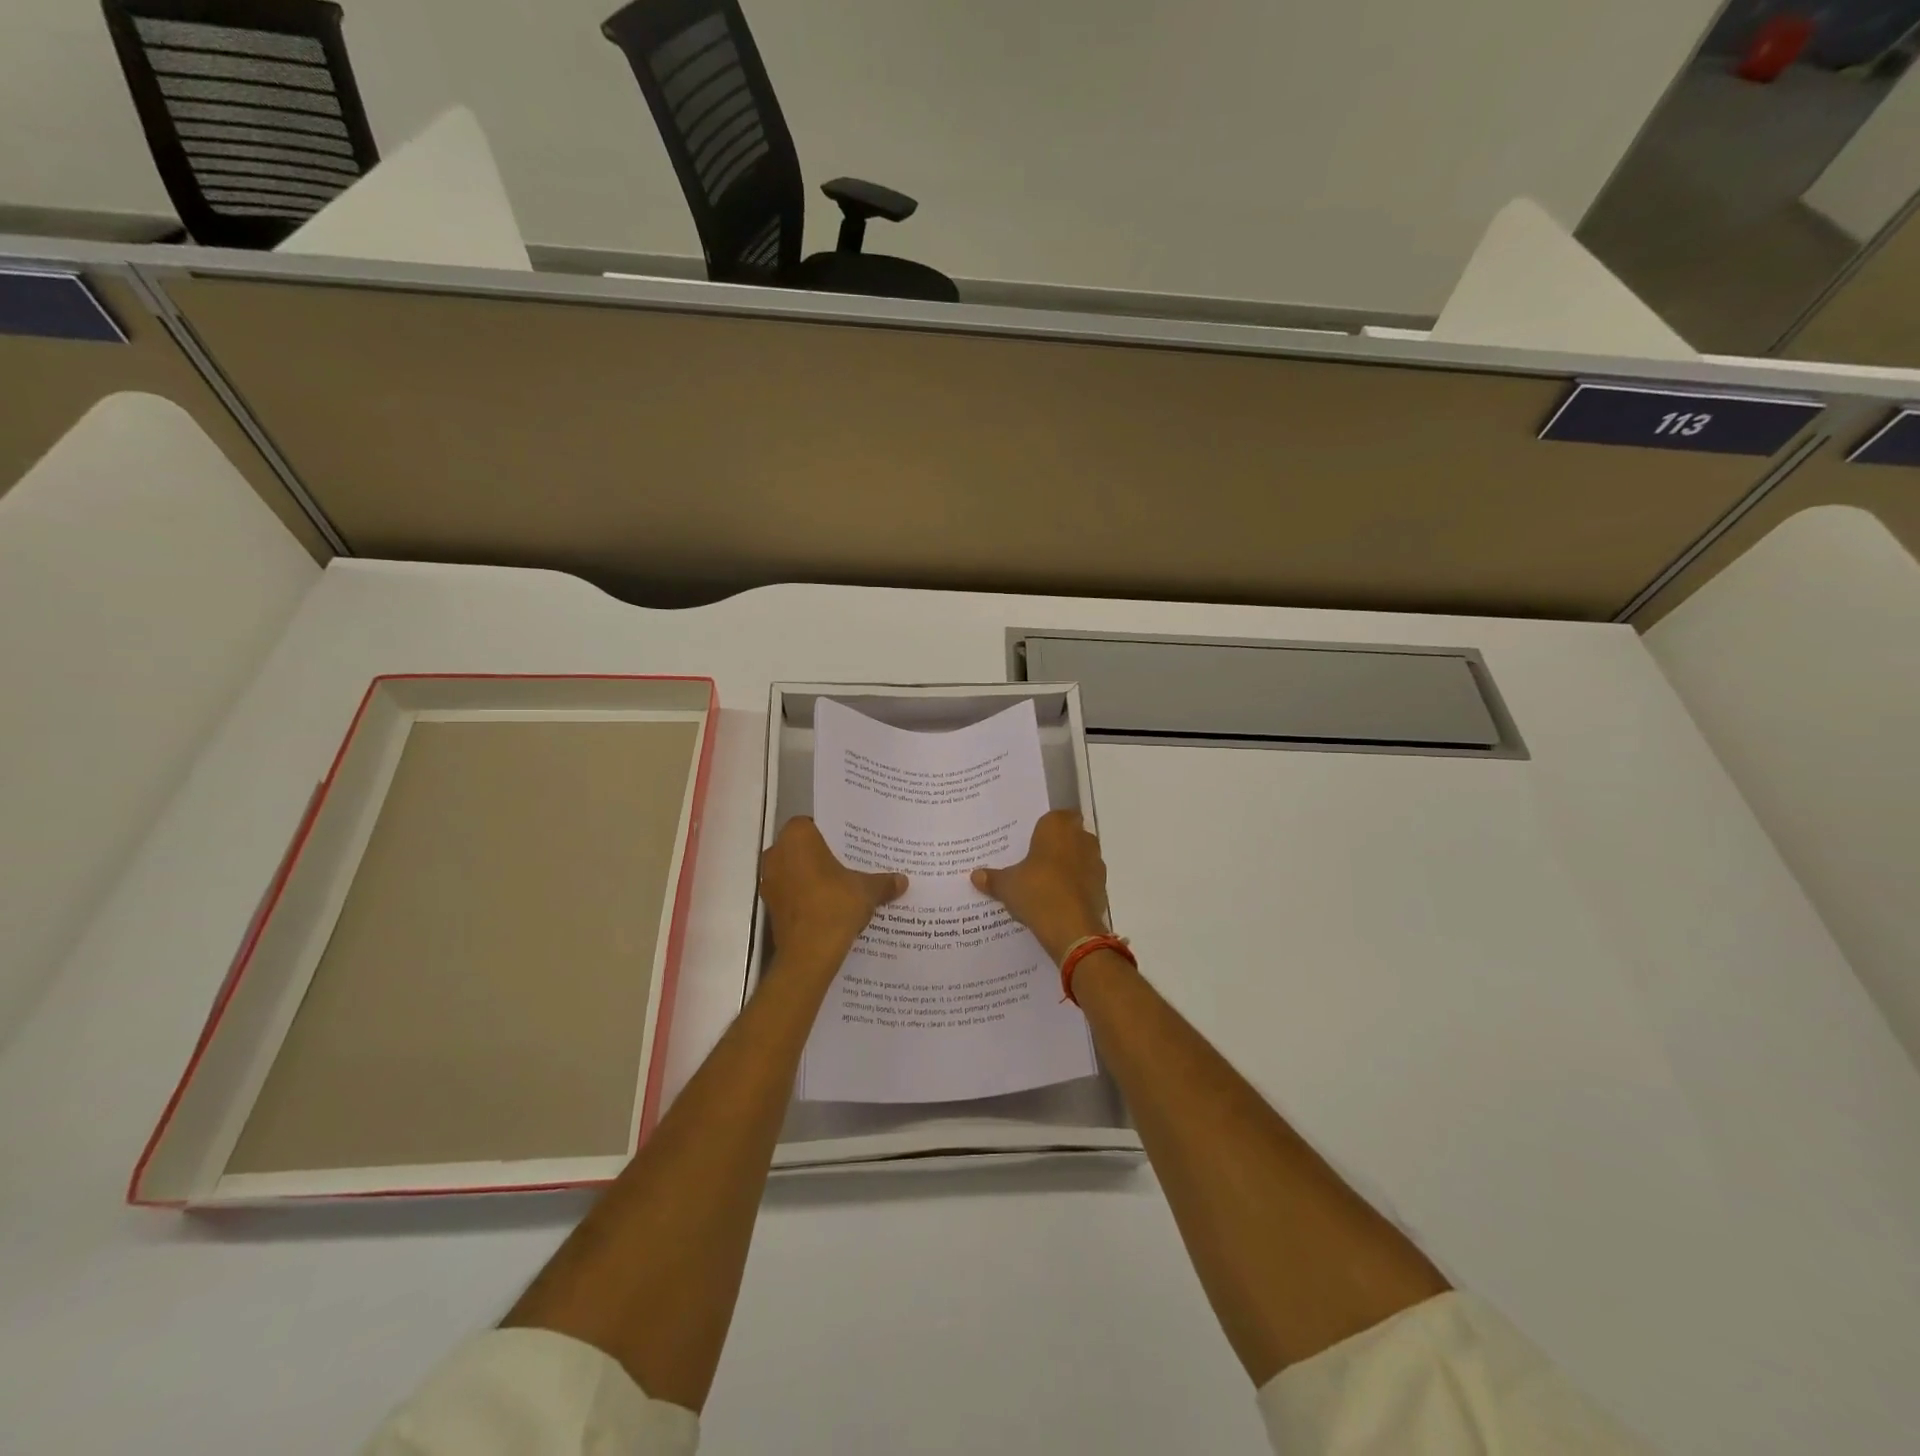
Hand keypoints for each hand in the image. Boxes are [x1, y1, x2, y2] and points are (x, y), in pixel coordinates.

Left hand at [760, 818, 905, 969]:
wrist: (809, 954)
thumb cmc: (835, 906)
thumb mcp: (867, 890)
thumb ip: (883, 882)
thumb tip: (902, 881)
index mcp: (797, 837)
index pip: (813, 824)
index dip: (831, 834)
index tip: (850, 845)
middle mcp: (777, 853)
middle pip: (802, 848)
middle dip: (822, 856)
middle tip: (849, 864)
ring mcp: (769, 881)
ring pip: (795, 871)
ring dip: (813, 877)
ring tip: (842, 887)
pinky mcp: (770, 906)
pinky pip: (791, 892)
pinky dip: (806, 897)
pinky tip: (829, 907)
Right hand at [971, 811, 1110, 964]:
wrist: (1071, 927)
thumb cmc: (1036, 891)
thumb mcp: (1007, 885)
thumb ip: (993, 878)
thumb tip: (975, 876)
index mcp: (1057, 827)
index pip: (1055, 816)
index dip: (1044, 828)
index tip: (1030, 841)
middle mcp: (1081, 838)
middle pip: (1070, 835)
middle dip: (1056, 846)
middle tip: (1035, 860)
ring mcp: (1095, 862)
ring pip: (1080, 857)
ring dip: (1068, 866)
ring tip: (1046, 882)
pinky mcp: (1102, 886)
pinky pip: (1086, 879)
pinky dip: (1076, 886)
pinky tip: (1059, 900)